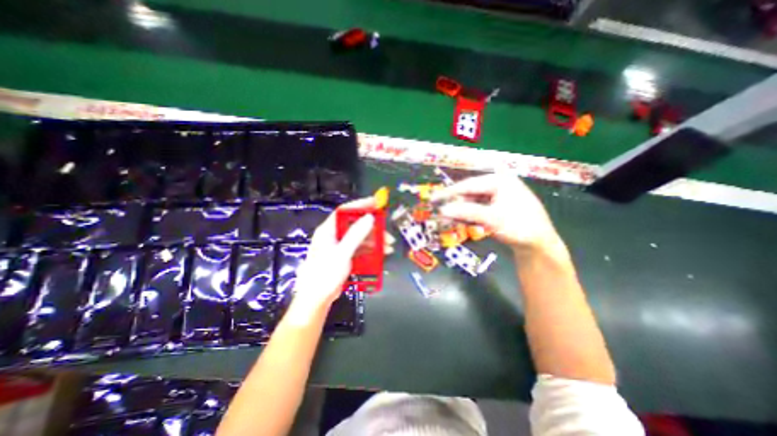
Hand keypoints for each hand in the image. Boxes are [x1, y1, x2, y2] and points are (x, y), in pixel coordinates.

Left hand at [290, 198, 378, 319]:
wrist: (317, 299)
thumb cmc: (325, 274)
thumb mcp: (342, 253)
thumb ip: (356, 235)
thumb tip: (369, 217)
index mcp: (328, 230)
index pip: (345, 211)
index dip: (360, 205)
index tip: (376, 203)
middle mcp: (334, 235)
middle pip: (355, 224)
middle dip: (373, 228)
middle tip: (387, 233)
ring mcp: (340, 246)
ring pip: (360, 237)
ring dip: (375, 240)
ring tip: (389, 246)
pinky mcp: (345, 256)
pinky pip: (360, 247)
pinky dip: (371, 249)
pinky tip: (383, 253)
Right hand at [431, 172, 564, 255]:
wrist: (540, 243)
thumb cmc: (520, 227)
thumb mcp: (492, 219)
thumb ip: (466, 212)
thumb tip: (442, 210)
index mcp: (499, 180)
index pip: (468, 185)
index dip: (448, 193)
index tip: (433, 199)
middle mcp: (498, 183)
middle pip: (470, 193)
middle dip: (456, 204)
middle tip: (442, 214)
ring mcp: (499, 194)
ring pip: (473, 201)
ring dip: (462, 211)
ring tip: (452, 221)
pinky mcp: (499, 204)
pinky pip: (479, 207)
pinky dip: (470, 214)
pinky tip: (464, 221)